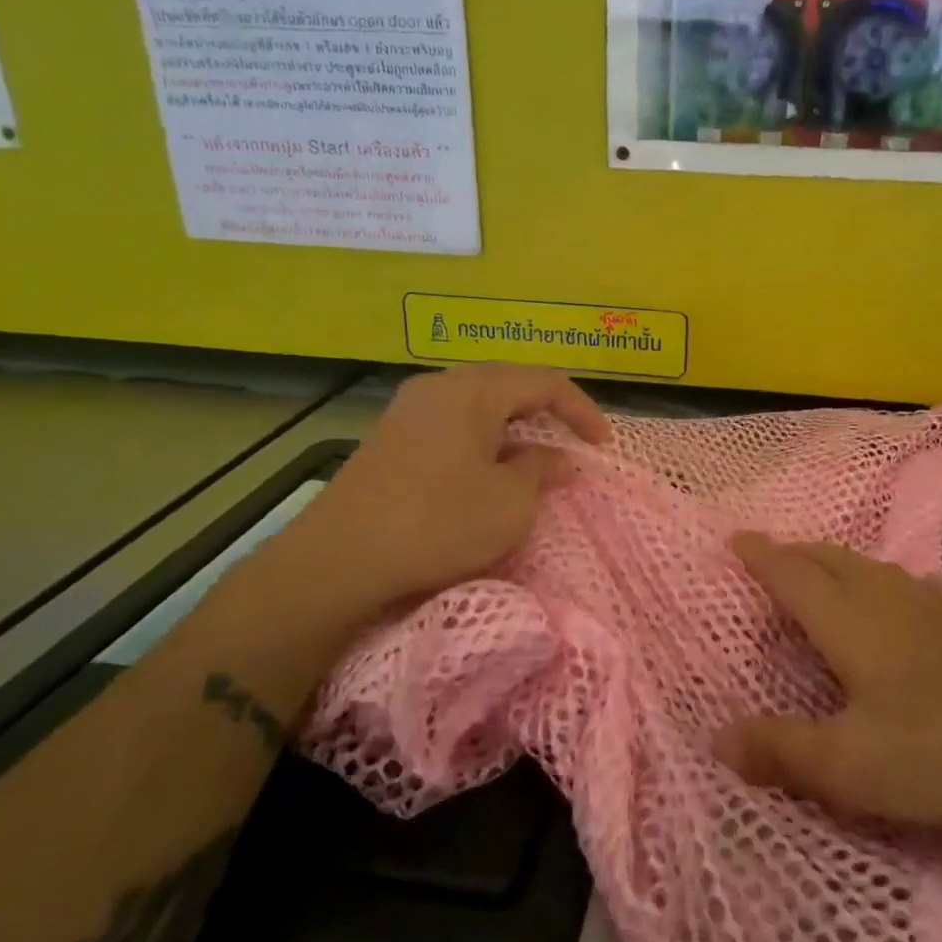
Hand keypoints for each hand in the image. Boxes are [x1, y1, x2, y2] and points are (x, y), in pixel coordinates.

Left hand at [270, 366, 608, 617]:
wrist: (338, 559)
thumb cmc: (438, 523)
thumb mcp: (509, 503)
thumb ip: (540, 470)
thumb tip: (555, 457)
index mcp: (473, 390)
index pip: (545, 382)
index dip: (582, 410)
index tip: (603, 446)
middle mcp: (440, 386)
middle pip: (509, 386)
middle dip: (547, 414)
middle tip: (571, 445)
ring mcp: (409, 409)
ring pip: (478, 405)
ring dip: (513, 429)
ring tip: (533, 459)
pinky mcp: (391, 437)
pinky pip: (452, 424)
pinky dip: (482, 441)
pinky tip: (485, 472)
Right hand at [715, 534, 941, 831]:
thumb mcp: (852, 766)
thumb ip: (783, 751)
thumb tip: (717, 739)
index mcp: (850, 624)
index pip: (793, 577)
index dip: (762, 557)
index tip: (736, 537)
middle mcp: (887, 602)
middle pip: (833, 561)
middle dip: (798, 552)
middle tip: (775, 550)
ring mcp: (937, 610)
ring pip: (876, 569)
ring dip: (842, 561)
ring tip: (829, 567)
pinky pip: (922, 589)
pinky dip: (898, 584)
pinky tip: (915, 595)